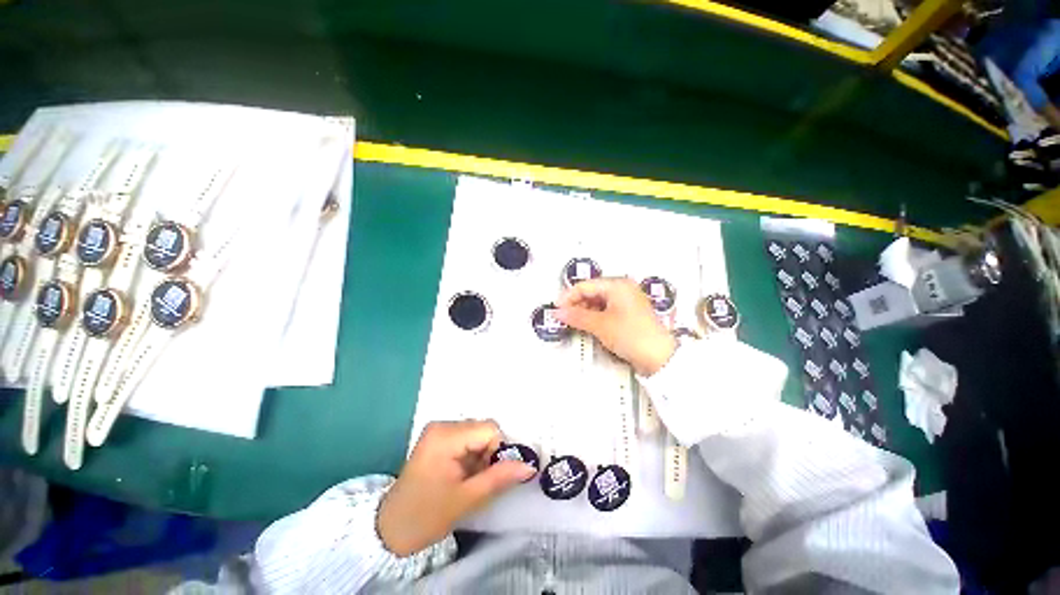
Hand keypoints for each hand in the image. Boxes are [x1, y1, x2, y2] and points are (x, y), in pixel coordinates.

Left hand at [377, 420, 535, 556]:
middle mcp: (442, 424)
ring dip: (480, 455)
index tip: (487, 476)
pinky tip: (460, 473)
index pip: (489, 429)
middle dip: (487, 454)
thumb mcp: (466, 499)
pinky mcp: (438, 436)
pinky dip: (471, 454)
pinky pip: (467, 438)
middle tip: (474, 480)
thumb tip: (529, 466)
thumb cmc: (426, 516)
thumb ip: (499, 478)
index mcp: (445, 435)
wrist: (390, 529)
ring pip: (477, 433)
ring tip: (465, 479)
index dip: (496, 452)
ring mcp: (438, 429)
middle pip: (483, 429)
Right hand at [555, 277, 676, 375]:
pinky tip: (588, 325)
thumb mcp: (600, 325)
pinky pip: (606, 310)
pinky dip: (595, 316)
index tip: (556, 309)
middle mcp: (623, 288)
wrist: (659, 358)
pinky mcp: (628, 314)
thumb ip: (576, 316)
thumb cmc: (630, 335)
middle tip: (564, 317)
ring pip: (598, 301)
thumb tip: (557, 312)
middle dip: (576, 304)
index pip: (586, 285)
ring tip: (574, 323)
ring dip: (584, 311)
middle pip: (592, 292)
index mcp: (618, 284)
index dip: (568, 296)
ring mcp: (627, 301)